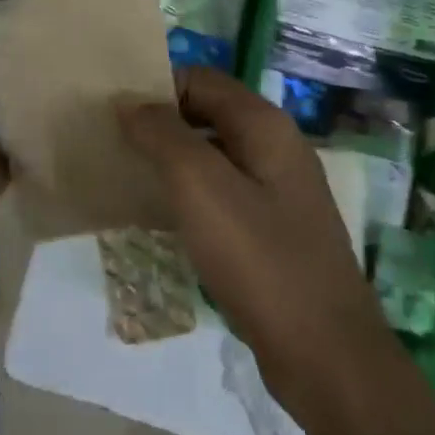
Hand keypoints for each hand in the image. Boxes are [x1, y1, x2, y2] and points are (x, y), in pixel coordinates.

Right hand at [118, 67, 397, 423]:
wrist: (325, 356)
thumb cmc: (260, 259)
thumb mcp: (201, 186)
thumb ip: (162, 134)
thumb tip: (128, 102)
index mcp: (265, 125)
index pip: (200, 79)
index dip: (156, 88)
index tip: (112, 113)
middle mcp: (274, 148)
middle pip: (205, 114)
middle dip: (158, 125)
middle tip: (109, 144)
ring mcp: (275, 192)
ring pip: (210, 157)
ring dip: (168, 162)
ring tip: (122, 178)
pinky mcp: (270, 231)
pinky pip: (219, 195)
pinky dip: (185, 196)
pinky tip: (155, 217)